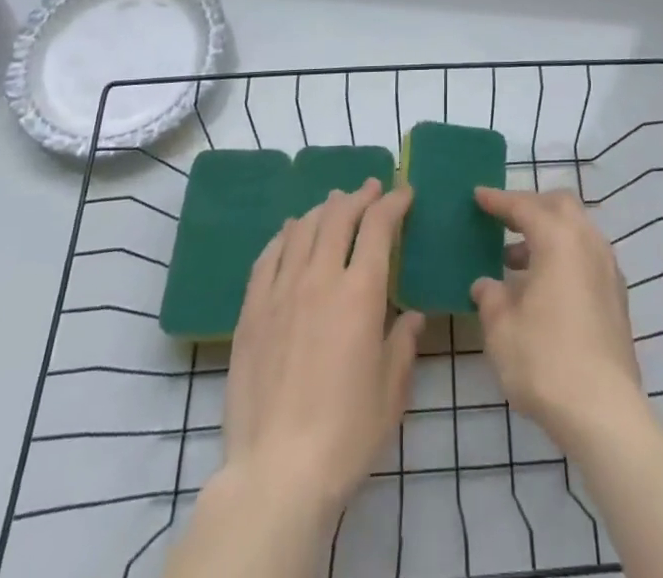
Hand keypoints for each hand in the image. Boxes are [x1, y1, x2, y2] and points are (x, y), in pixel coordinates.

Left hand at [220, 180, 424, 524]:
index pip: (378, 227)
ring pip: (302, 228)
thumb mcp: (391, 391)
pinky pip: (267, 256)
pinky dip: (284, 235)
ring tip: (333, 204)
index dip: (393, 203)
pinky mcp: (251, 311)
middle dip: (358, 196)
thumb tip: (412, 315)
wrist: (276, 472)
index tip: (403, 193)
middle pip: (338, 217)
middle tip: (370, 189)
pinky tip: (290, 232)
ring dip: (323, 209)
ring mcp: (280, 291)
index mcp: (360, 293)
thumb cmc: (345, 434)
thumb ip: (403, 344)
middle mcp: (320, 278)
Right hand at [470, 187, 645, 452]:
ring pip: (577, 231)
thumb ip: (491, 297)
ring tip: (514, 260)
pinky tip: (543, 287)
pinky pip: (586, 257)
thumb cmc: (545, 360)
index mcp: (559, 239)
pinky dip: (563, 256)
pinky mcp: (617, 298)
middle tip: (503, 220)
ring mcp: (608, 270)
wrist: (604, 412)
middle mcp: (588, 243)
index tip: (478, 196)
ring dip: (547, 234)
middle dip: (531, 206)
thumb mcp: (502, 328)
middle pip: (560, 206)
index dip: (498, 200)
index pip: (524, 206)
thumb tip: (486, 285)